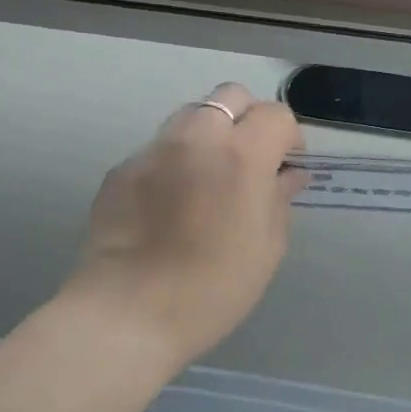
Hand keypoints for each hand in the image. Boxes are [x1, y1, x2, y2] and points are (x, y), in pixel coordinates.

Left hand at [67, 84, 305, 369]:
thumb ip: (280, 200)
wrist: (127, 314)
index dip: (288, 136)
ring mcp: (153, 150)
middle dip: (249, 118)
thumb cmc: (213, 288)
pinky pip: (158, 149)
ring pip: (190, 115)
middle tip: (251, 159)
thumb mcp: (266, 249)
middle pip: (230, 96)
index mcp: (242, 155)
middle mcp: (197, 138)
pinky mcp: (121, 169)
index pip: (275, 114)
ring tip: (208, 176)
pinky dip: (174, 161)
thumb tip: (288, 176)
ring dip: (209, 133)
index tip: (286, 165)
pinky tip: (170, 202)